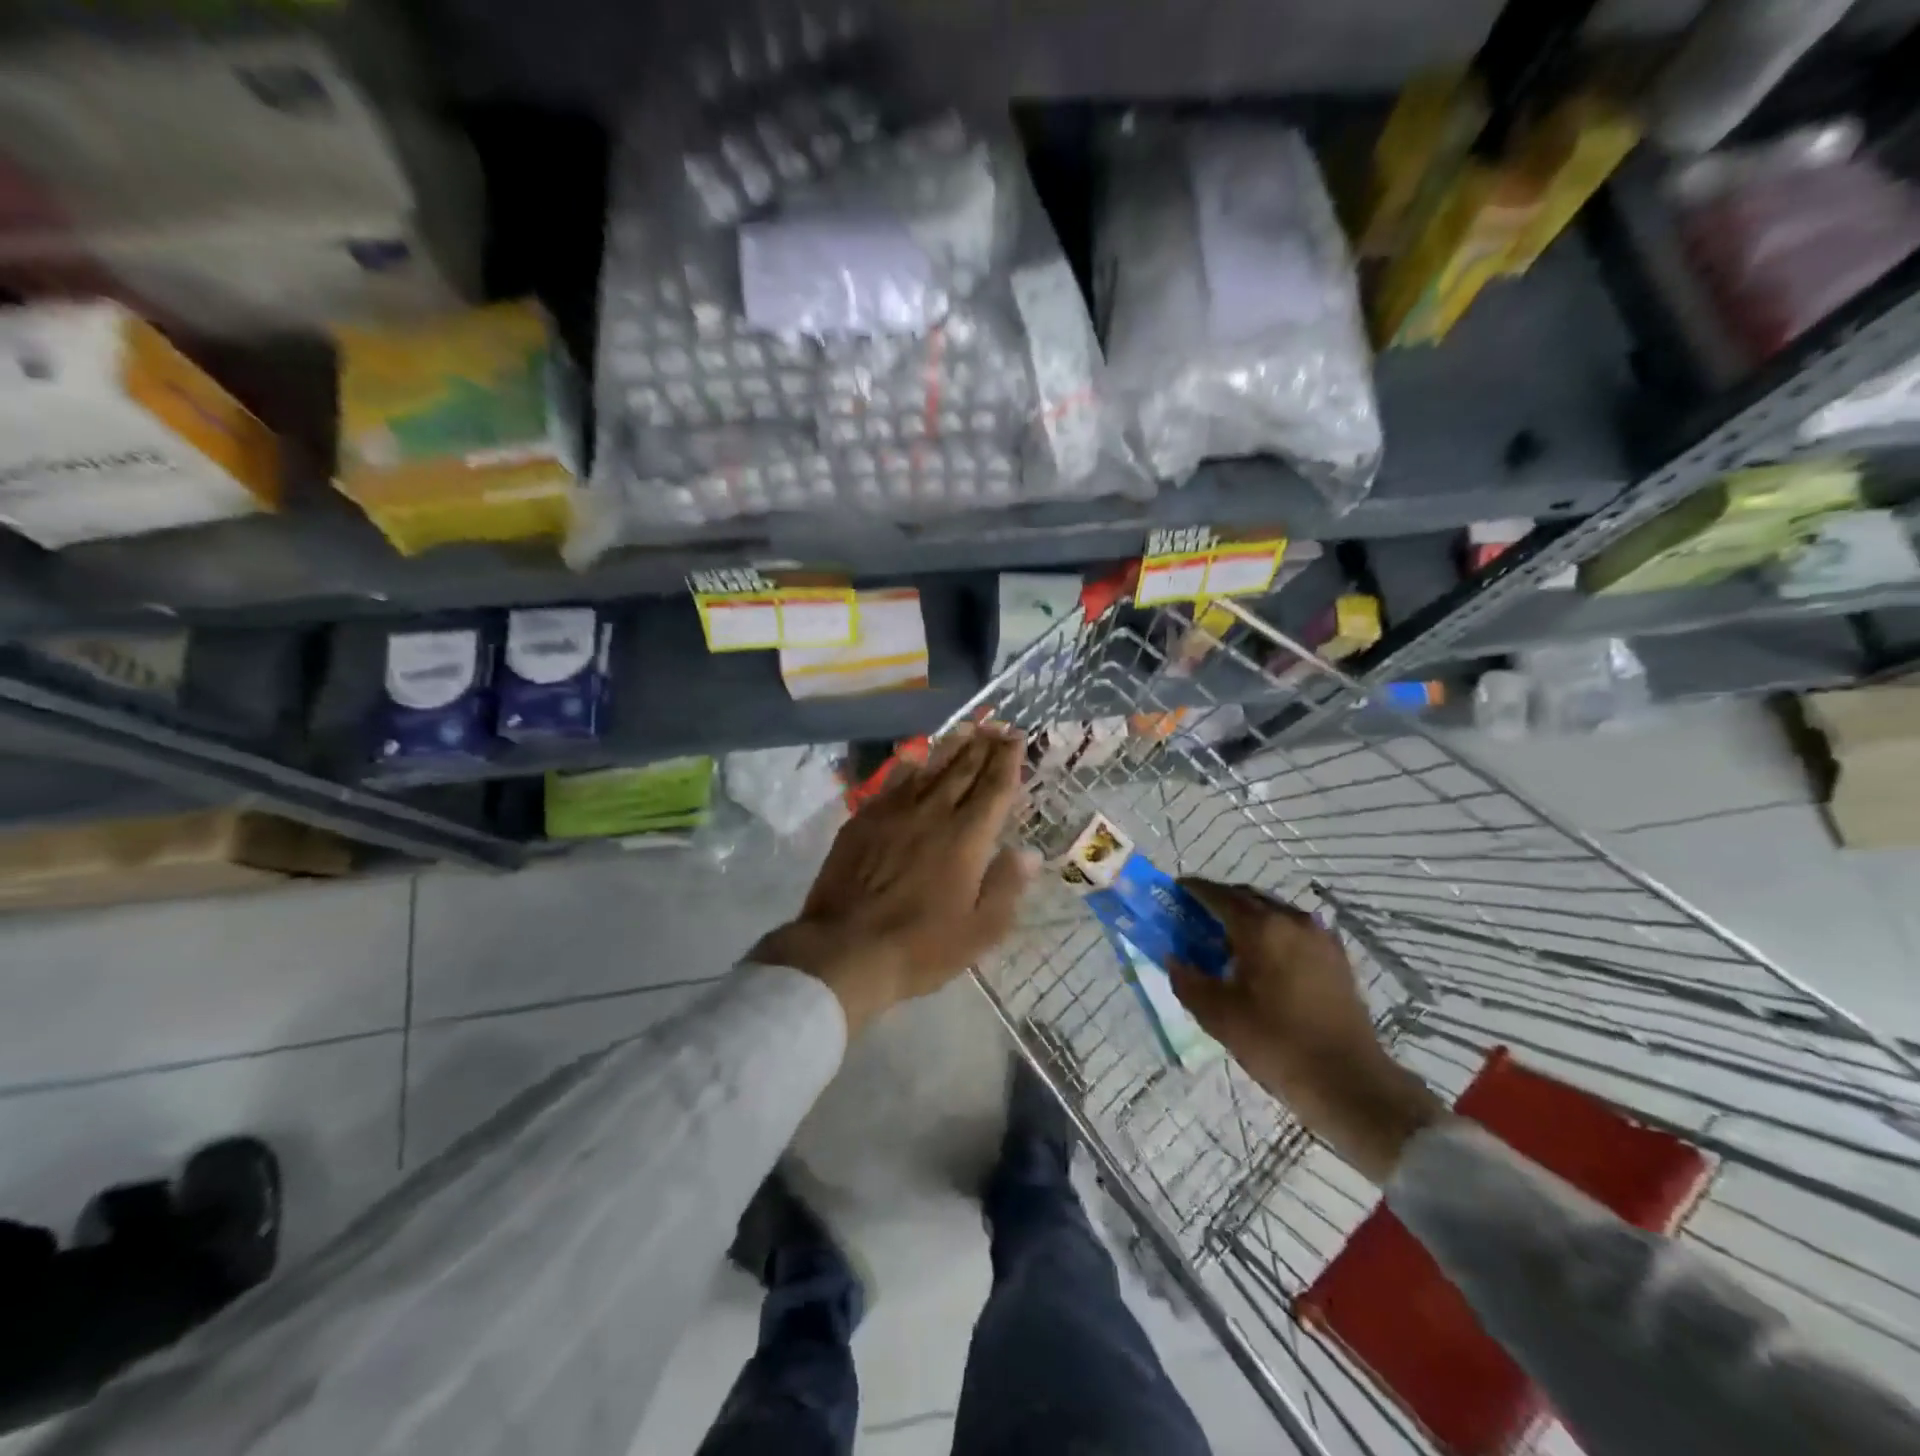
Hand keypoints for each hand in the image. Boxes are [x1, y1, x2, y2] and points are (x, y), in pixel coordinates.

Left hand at [753, 727, 1038, 1033]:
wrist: (844, 950)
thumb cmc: (920, 947)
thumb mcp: (979, 931)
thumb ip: (1006, 887)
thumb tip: (1027, 851)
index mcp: (967, 838)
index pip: (994, 788)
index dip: (1008, 760)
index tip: (1017, 737)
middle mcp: (933, 814)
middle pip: (963, 770)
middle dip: (983, 745)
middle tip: (997, 724)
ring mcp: (894, 813)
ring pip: (929, 769)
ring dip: (950, 746)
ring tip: (965, 727)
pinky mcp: (863, 820)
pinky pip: (891, 783)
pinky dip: (907, 766)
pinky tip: (913, 756)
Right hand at [1170, 880, 1442, 1183]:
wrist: (1349, 1081)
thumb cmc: (1277, 1043)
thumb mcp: (1218, 1016)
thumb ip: (1188, 980)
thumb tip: (1174, 959)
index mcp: (1261, 927)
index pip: (1218, 895)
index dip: (1193, 890)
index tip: (1174, 891)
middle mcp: (1292, 920)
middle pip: (1247, 898)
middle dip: (1218, 901)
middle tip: (1194, 916)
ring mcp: (1319, 937)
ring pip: (1272, 912)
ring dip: (1246, 916)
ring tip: (1224, 940)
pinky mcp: (1335, 957)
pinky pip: (1293, 930)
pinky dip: (1270, 932)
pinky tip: (1260, 958)